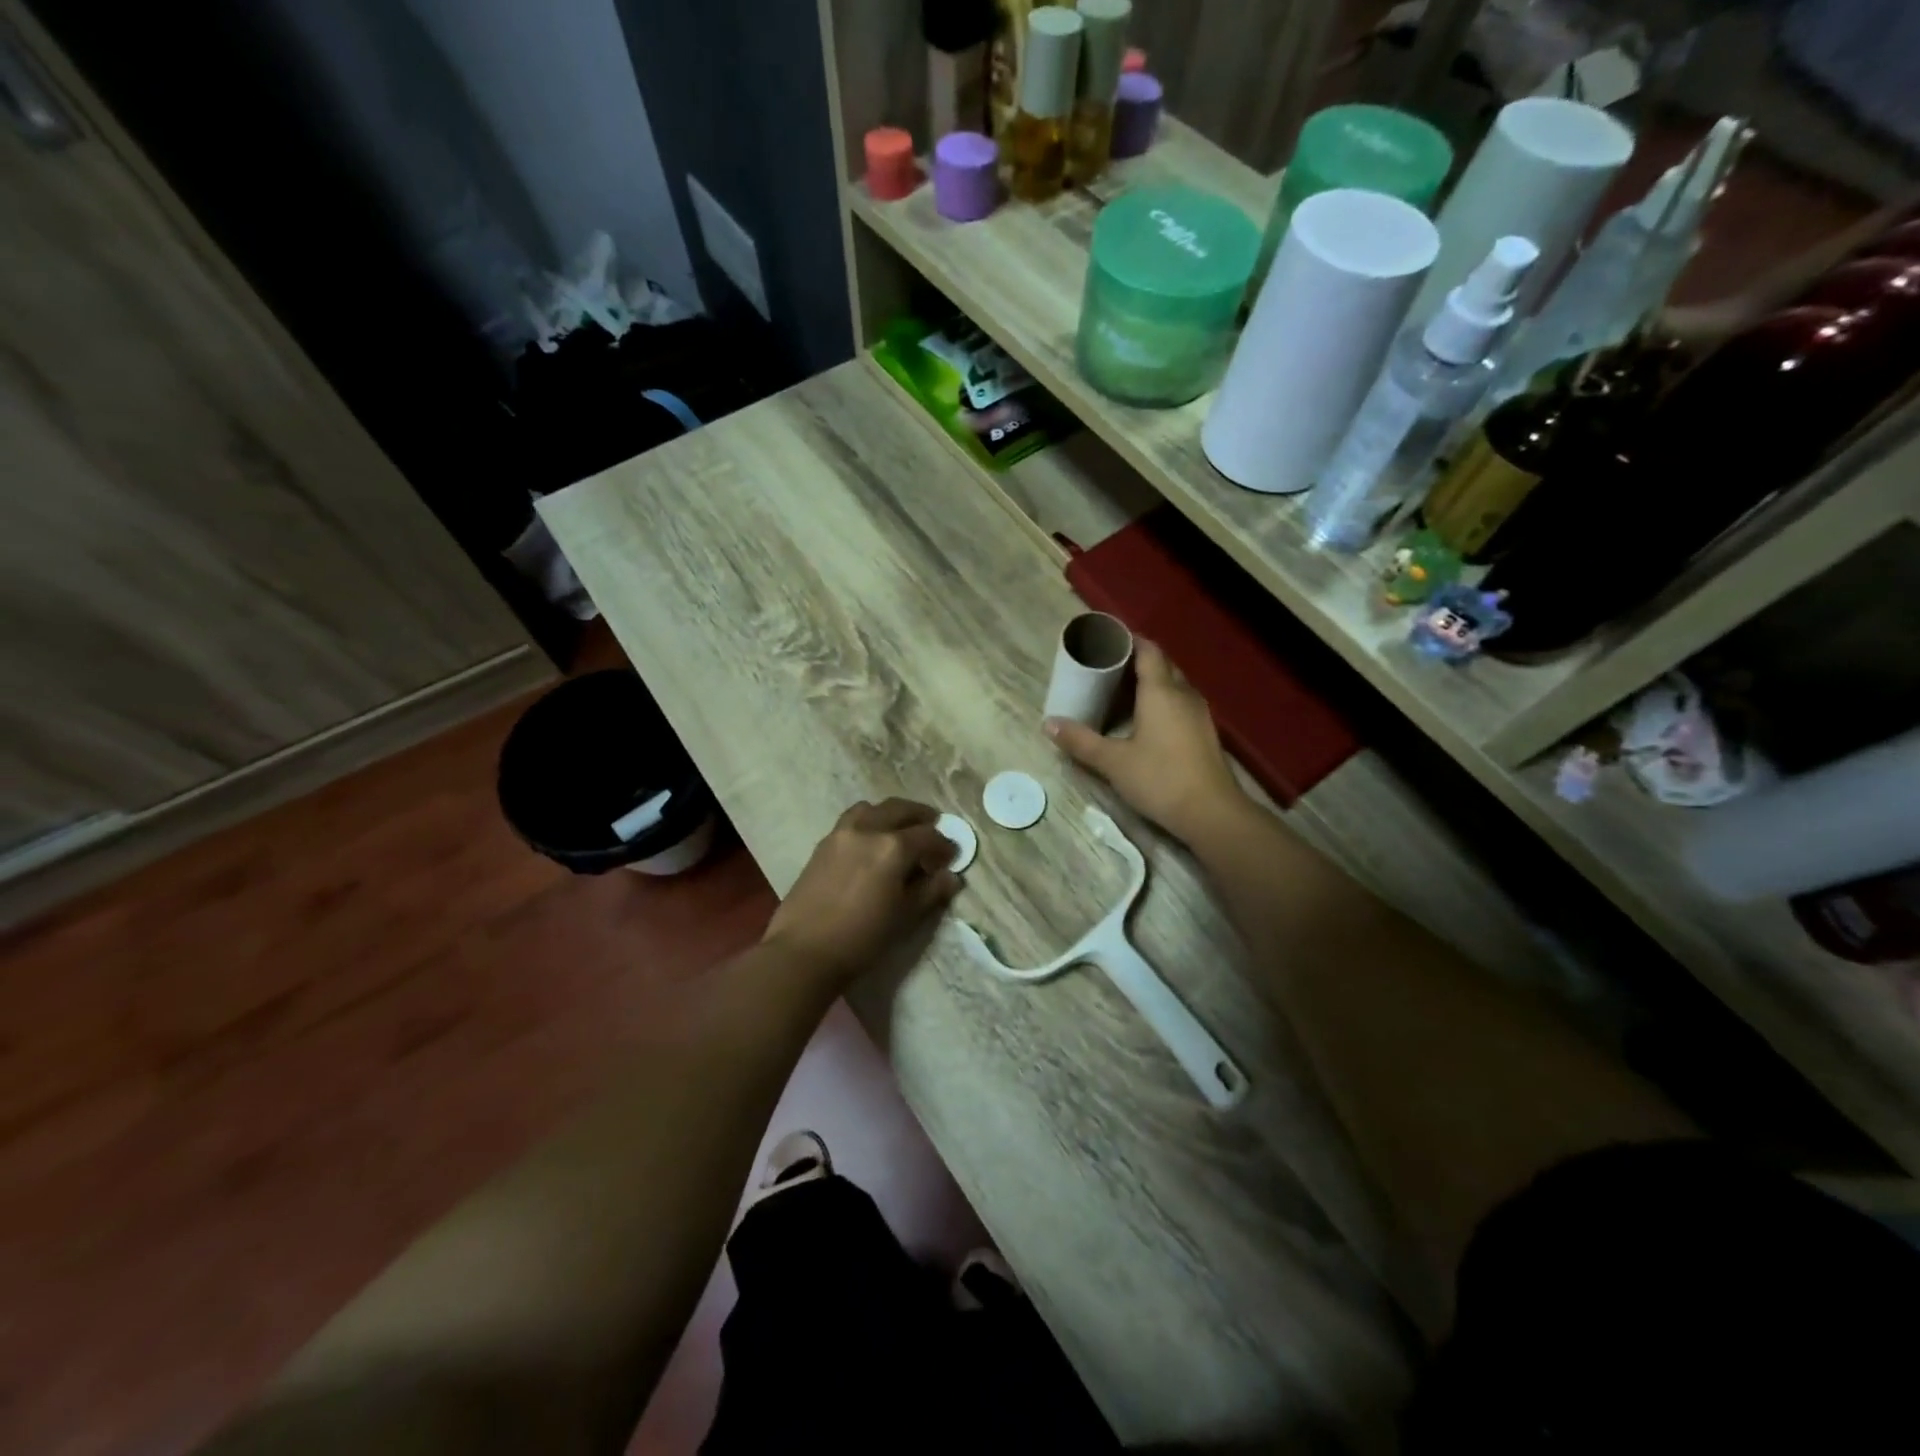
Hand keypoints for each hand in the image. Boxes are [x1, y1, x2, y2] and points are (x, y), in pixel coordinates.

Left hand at [762, 798, 961, 986]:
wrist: (804, 951)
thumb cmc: (862, 937)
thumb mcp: (905, 916)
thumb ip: (930, 892)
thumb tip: (951, 877)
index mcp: (893, 847)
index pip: (928, 836)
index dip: (944, 845)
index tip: (953, 855)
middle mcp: (868, 829)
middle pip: (899, 809)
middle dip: (921, 816)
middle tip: (934, 826)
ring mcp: (841, 833)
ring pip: (872, 808)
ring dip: (891, 813)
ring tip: (900, 828)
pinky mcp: (822, 844)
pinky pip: (851, 820)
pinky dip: (868, 821)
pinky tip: (871, 842)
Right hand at [1046, 640, 1246, 844]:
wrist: (1212, 813)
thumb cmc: (1160, 779)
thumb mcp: (1113, 762)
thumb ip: (1081, 741)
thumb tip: (1048, 724)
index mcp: (1161, 691)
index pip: (1148, 650)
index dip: (1129, 641)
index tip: (1106, 641)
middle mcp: (1184, 694)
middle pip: (1162, 665)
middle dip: (1136, 661)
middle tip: (1106, 668)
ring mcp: (1199, 714)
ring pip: (1173, 685)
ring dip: (1150, 683)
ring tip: (1121, 691)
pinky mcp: (1204, 733)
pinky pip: (1180, 704)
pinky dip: (1162, 702)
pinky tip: (1145, 720)